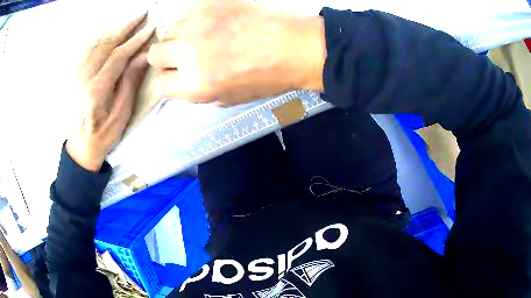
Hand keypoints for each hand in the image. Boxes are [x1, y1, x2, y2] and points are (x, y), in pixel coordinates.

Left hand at [67, 12, 153, 171]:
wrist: (82, 146)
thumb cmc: (104, 133)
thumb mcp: (121, 112)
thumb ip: (130, 81)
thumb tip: (143, 56)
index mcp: (95, 91)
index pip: (117, 57)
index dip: (134, 41)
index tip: (150, 29)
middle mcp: (83, 78)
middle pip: (105, 45)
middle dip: (124, 27)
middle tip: (141, 13)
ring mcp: (76, 76)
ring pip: (96, 44)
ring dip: (113, 30)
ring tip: (128, 20)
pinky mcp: (74, 76)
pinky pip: (87, 51)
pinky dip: (100, 39)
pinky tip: (109, 34)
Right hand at [147, 0, 325, 105]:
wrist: (294, 46)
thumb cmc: (267, 78)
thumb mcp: (229, 98)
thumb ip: (197, 91)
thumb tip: (181, 81)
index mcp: (195, 85)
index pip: (158, 84)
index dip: (165, 81)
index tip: (173, 77)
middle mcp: (188, 54)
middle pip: (155, 54)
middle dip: (165, 58)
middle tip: (184, 56)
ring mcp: (197, 25)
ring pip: (169, 31)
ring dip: (180, 37)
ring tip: (203, 37)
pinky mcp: (208, 6)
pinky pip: (186, 13)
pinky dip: (193, 21)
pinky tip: (211, 24)